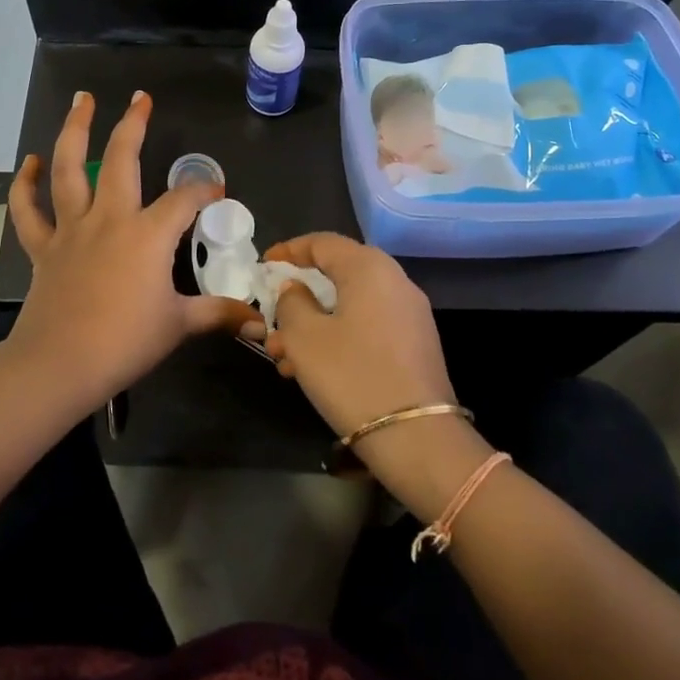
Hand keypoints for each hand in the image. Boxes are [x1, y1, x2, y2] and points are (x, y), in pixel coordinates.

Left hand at [7, 91, 253, 406]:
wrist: (60, 364)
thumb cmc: (125, 342)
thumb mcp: (179, 326)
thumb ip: (218, 315)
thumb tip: (259, 324)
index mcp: (148, 234)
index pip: (185, 199)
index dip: (204, 189)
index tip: (216, 192)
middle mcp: (110, 219)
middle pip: (122, 158)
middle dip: (134, 125)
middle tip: (141, 98)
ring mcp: (72, 229)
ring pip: (69, 168)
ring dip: (75, 131)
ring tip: (82, 100)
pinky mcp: (44, 248)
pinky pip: (28, 210)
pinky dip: (26, 184)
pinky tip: (31, 162)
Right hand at [261, 232, 454, 441]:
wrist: (416, 436)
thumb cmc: (351, 375)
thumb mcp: (304, 337)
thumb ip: (291, 302)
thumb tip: (295, 289)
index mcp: (369, 267)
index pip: (322, 242)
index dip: (289, 251)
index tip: (263, 266)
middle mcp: (395, 280)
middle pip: (337, 275)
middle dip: (298, 297)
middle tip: (270, 320)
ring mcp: (409, 313)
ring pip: (350, 305)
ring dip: (313, 324)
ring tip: (283, 356)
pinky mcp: (415, 344)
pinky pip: (367, 326)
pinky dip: (337, 337)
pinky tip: (313, 369)